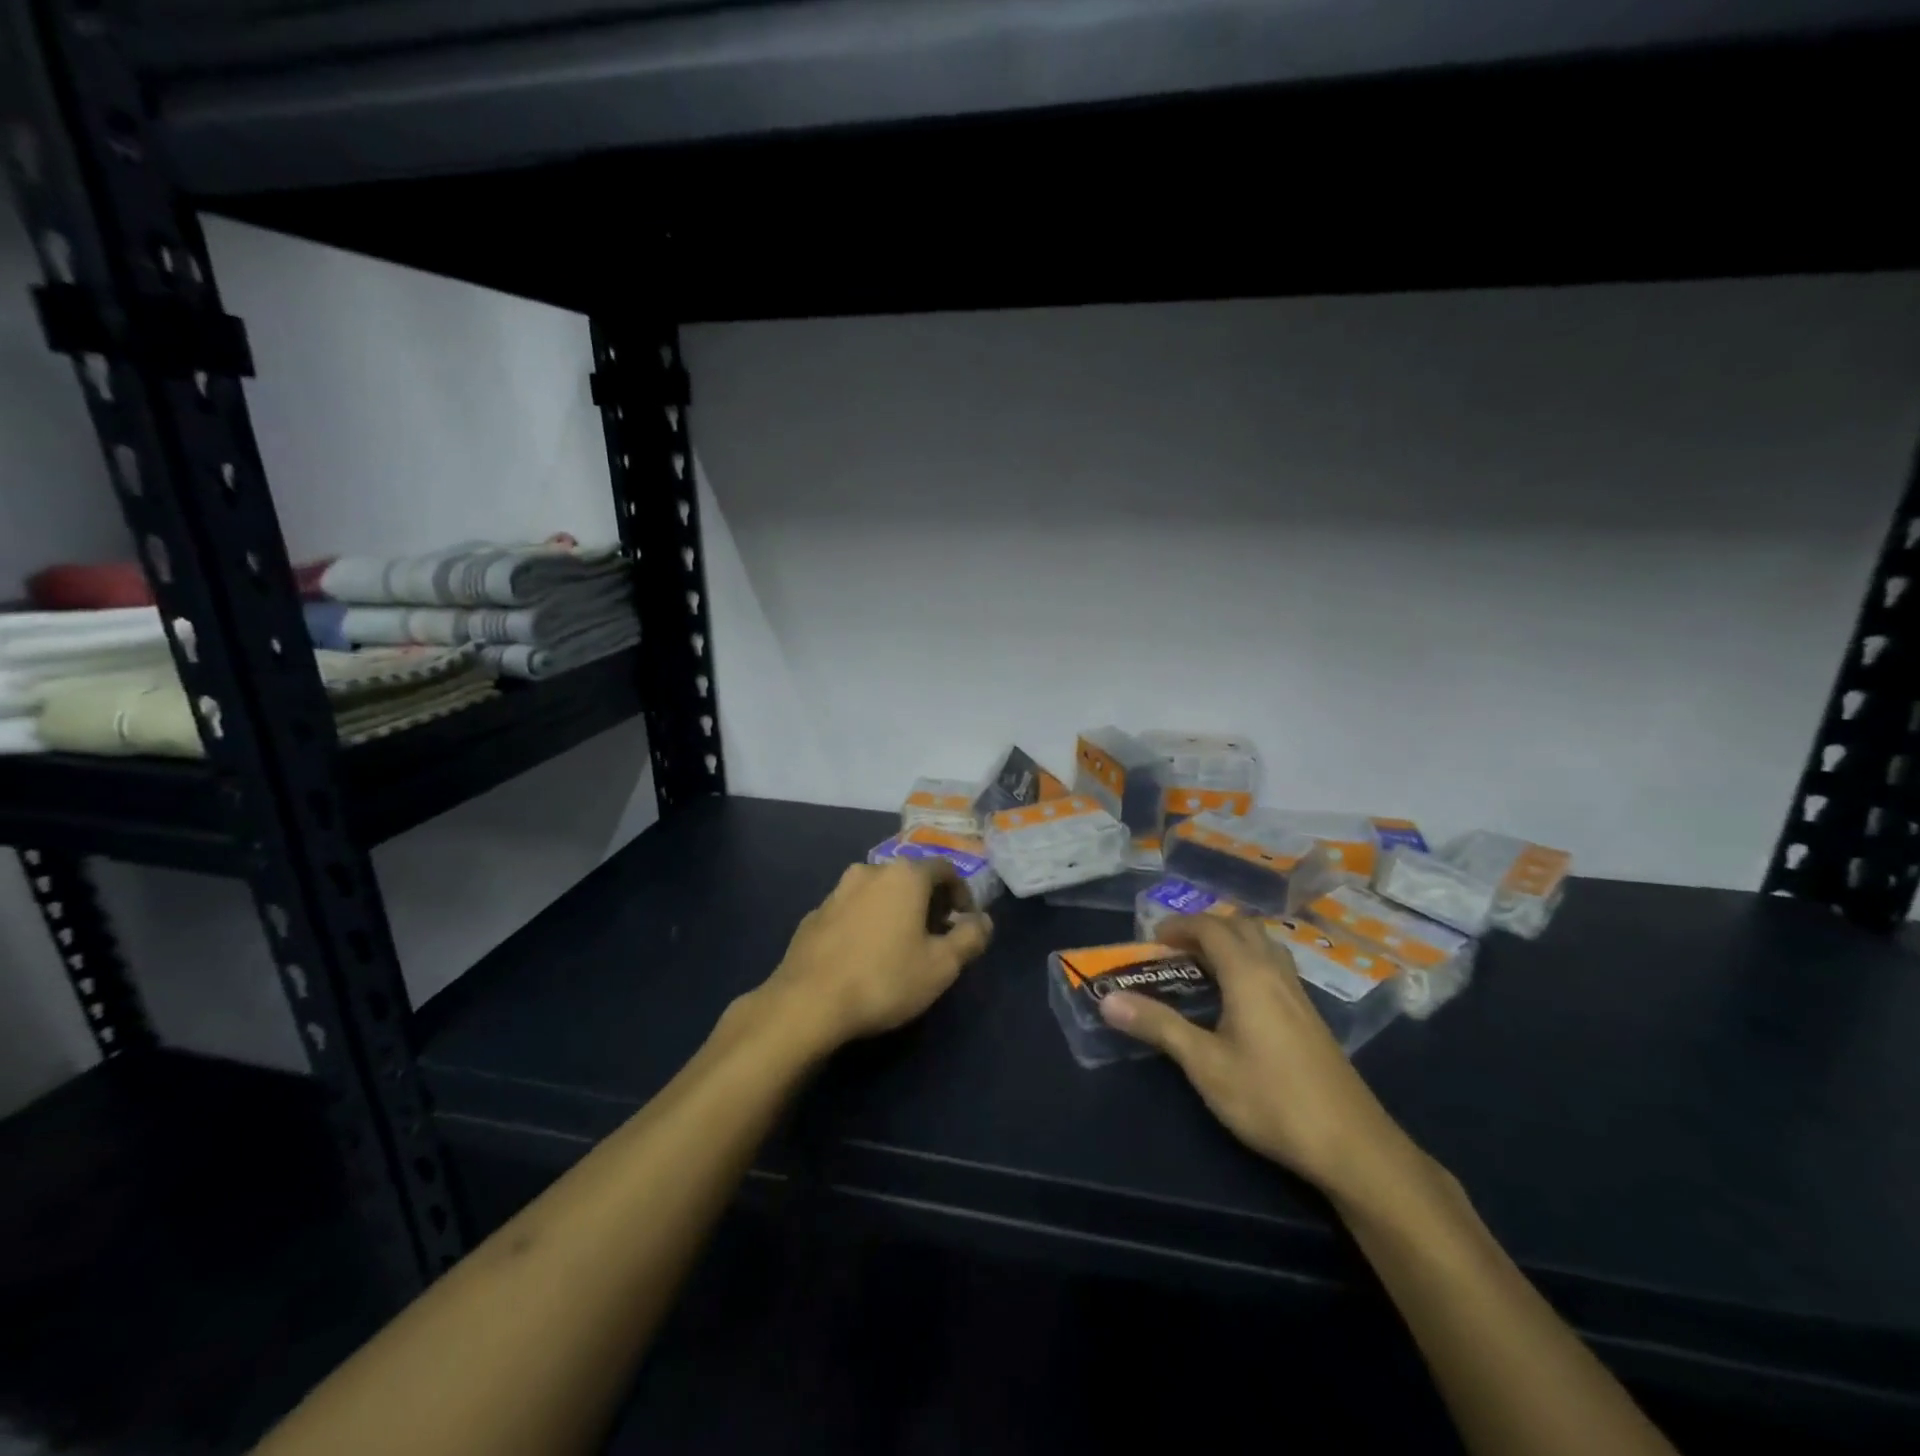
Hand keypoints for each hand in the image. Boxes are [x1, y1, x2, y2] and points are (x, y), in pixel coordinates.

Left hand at [756, 859, 992, 1053]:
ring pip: (878, 893)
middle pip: (910, 878)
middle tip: (936, 936)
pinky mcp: (813, 915)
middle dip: (928, 902)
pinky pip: (851, 911)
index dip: (961, 893)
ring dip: (895, 911)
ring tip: (900, 947)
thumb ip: (970, 938)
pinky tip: (865, 956)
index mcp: (904, 875)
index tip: (965, 922)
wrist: (807, 1003)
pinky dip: (866, 923)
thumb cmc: (884, 979)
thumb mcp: (941, 966)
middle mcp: (870, 871)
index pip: (944, 869)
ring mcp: (836, 891)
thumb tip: (983, 921)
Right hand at [1099, 916, 1423, 1203]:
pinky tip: (1238, 1000)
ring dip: (1231, 943)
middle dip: (1206, 927)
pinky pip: (1274, 967)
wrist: (1352, 1145)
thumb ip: (1158, 1026)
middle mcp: (1275, 972)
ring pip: (1263, 945)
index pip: (1211, 927)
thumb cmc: (1270, 1099)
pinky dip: (1248, 962)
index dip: (1180, 925)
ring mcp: (1298, 994)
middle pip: (1241, 926)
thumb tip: (1107, 1000)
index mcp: (1248, 974)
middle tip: (1176, 949)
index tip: (1153, 939)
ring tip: (1203, 967)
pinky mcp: (1310, 1017)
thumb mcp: (1205, 1064)